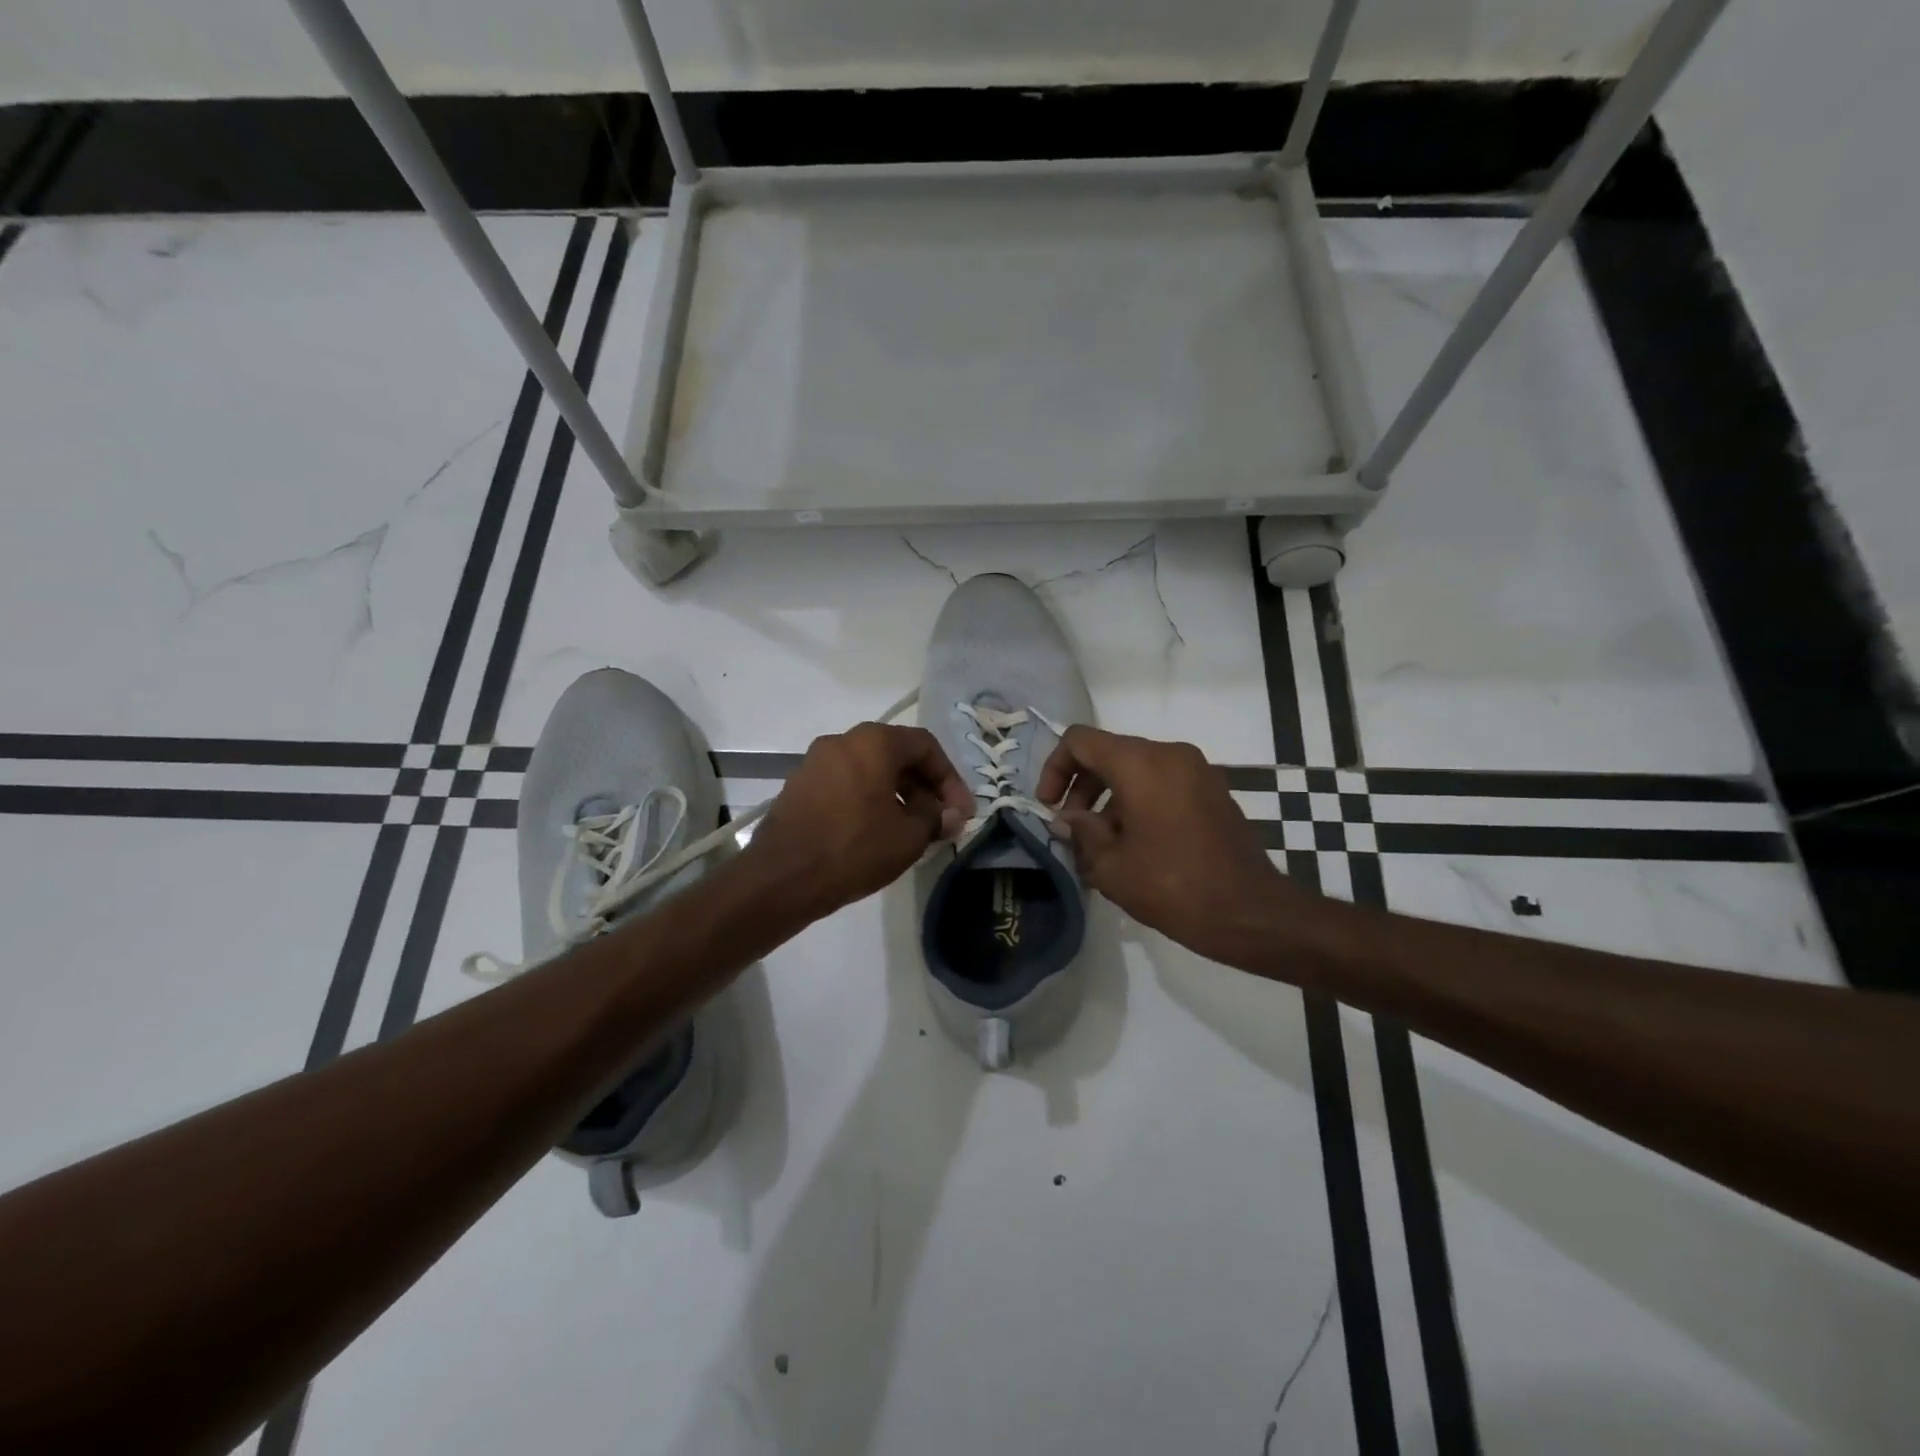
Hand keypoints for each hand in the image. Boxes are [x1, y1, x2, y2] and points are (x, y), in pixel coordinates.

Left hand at [744, 723, 973, 919]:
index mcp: (873, 742)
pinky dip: (869, 799)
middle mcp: (842, 741)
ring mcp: (815, 762)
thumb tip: (949, 814)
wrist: (781, 879)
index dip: (950, 778)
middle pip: (896, 754)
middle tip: (940, 820)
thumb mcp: (908, 837)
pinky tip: (878, 831)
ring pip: (870, 769)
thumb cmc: (854, 850)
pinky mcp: (799, 786)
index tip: (960, 811)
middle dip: (925, 786)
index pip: (925, 745)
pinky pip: (846, 783)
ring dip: (898, 793)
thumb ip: (936, 817)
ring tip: (912, 829)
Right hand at [1037, 726, 1298, 961]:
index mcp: (1141, 764)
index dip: (1055, 768)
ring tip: (1101, 845)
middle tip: (1072, 829)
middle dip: (1082, 786)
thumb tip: (1069, 818)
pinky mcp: (1213, 791)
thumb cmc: (1173, 886)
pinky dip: (1139, 801)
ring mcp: (1197, 770)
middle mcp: (1170, 754)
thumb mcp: (1111, 866)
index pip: (1080, 741)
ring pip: (1137, 768)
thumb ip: (1082, 832)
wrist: (1251, 913)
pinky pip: (1163, 783)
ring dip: (1110, 797)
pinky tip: (1135, 846)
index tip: (1050, 807)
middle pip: (1109, 752)